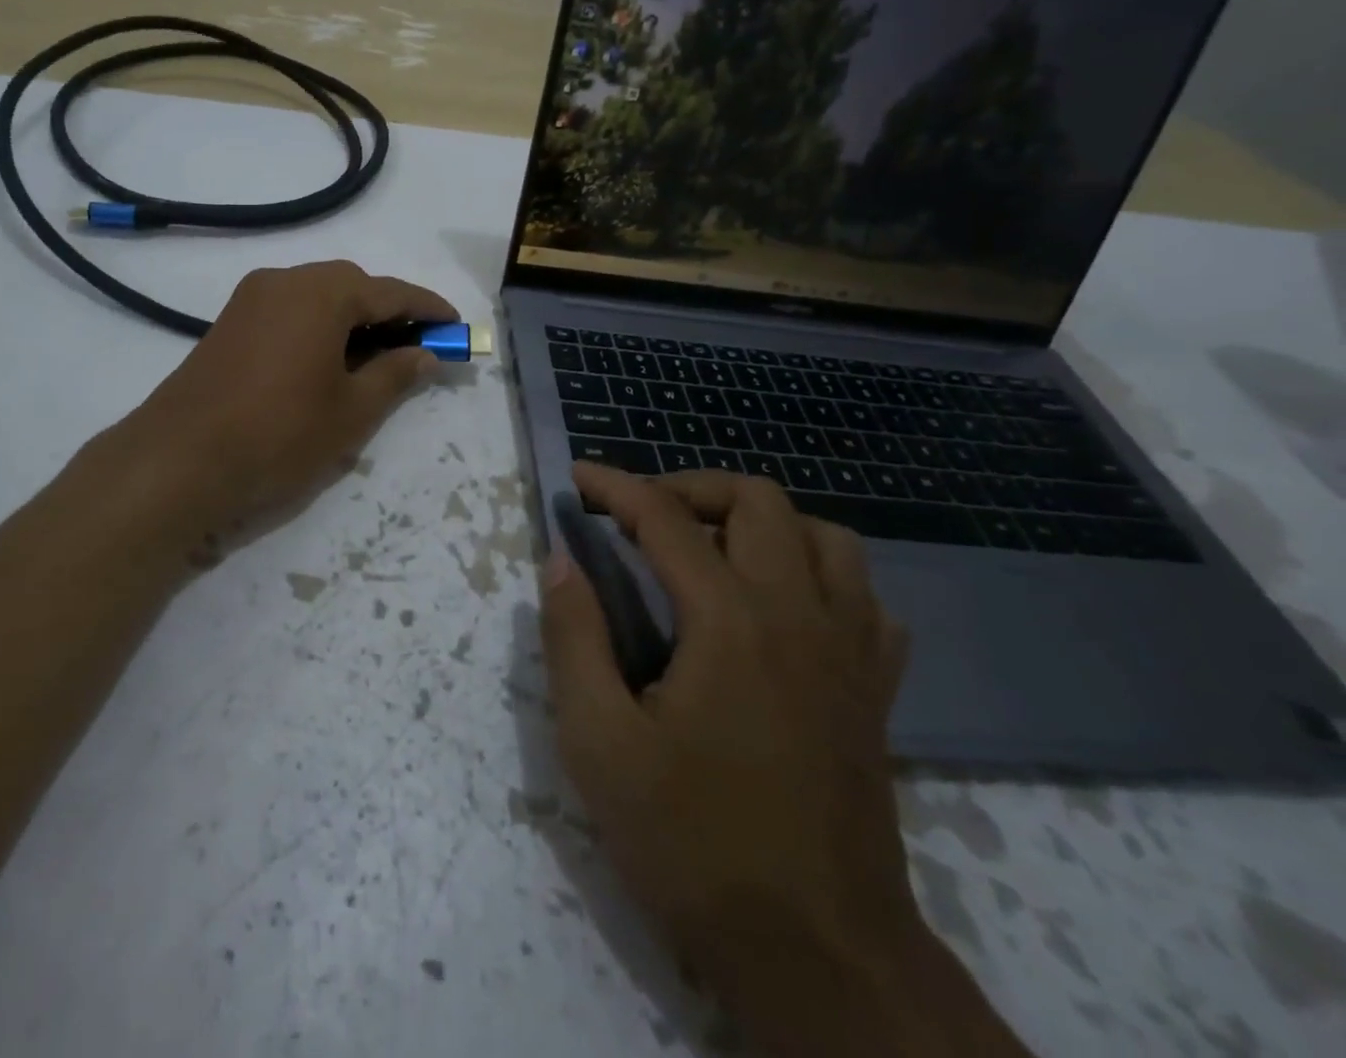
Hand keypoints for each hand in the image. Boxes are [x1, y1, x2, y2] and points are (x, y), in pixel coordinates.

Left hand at [116, 261, 455, 531]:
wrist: (179, 460)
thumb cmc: (280, 434)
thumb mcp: (352, 411)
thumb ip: (395, 375)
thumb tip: (427, 354)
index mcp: (322, 293)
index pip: (391, 292)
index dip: (429, 309)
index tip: (456, 326)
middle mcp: (285, 281)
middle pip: (352, 286)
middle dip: (389, 312)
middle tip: (416, 347)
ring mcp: (251, 299)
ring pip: (318, 296)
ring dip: (352, 319)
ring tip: (375, 358)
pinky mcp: (230, 321)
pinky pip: (290, 310)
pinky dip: (319, 326)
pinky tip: (328, 361)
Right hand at [541, 463, 931, 1047]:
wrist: (820, 959)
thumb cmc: (694, 846)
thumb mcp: (598, 744)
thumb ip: (573, 637)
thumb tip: (561, 560)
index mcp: (730, 621)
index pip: (666, 518)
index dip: (615, 487)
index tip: (578, 479)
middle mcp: (800, 615)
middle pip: (758, 501)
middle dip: (691, 488)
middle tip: (642, 516)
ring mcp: (851, 652)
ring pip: (825, 536)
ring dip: (762, 523)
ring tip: (712, 550)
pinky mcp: (876, 691)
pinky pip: (864, 597)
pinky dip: (819, 574)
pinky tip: (782, 606)